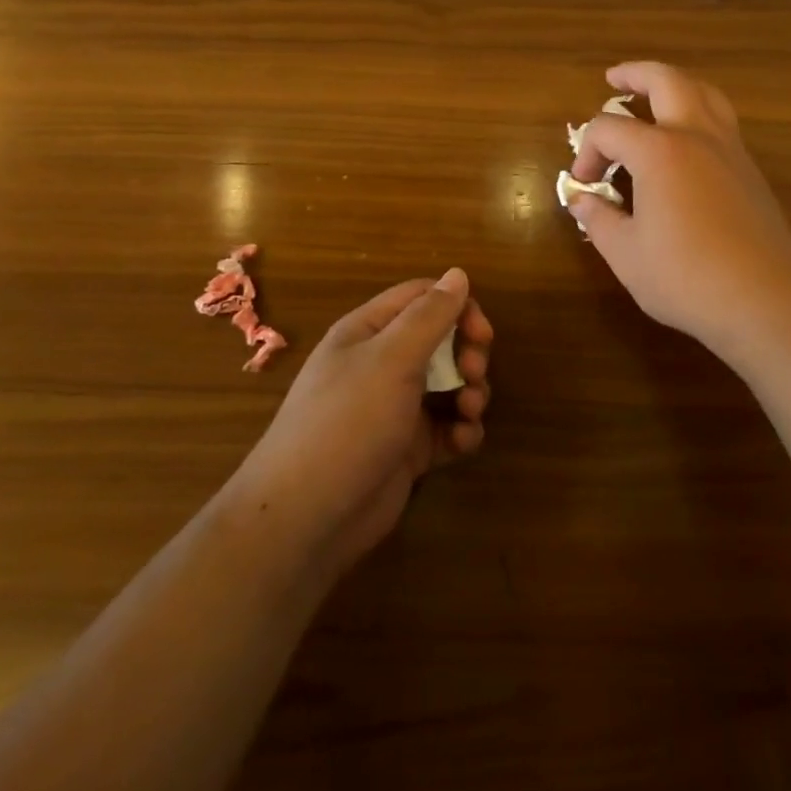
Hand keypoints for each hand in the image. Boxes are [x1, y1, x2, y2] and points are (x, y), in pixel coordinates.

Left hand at [227, 270, 492, 577]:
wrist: (307, 516)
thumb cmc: (348, 421)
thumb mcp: (391, 358)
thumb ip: (430, 315)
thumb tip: (458, 273)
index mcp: (369, 331)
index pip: (422, 298)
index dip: (457, 307)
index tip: (482, 333)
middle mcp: (381, 364)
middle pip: (441, 340)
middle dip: (467, 353)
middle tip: (475, 373)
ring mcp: (395, 408)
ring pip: (449, 384)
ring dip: (471, 392)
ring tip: (469, 411)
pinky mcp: (407, 449)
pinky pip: (446, 428)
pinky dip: (461, 431)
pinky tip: (462, 442)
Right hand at [566, 62, 790, 356]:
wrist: (766, 299)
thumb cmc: (686, 277)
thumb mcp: (626, 254)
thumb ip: (598, 219)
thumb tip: (582, 200)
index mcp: (659, 151)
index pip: (609, 130)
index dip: (587, 152)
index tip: (585, 184)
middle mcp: (696, 136)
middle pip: (667, 81)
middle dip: (636, 74)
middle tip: (614, 78)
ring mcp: (730, 149)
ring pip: (704, 93)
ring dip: (675, 85)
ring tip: (656, 95)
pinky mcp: (750, 170)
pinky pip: (721, 120)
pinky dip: (698, 111)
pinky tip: (686, 140)